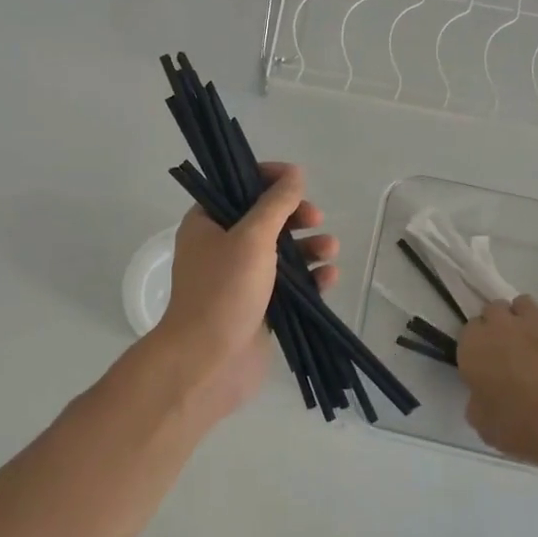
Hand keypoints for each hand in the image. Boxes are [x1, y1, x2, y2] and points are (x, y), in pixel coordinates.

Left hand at [151, 162, 336, 426]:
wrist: (209, 362)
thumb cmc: (224, 290)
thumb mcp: (252, 237)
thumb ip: (276, 204)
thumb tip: (295, 174)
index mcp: (207, 223)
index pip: (237, 186)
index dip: (268, 178)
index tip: (297, 180)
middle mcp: (222, 247)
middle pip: (265, 218)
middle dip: (295, 216)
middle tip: (315, 217)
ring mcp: (241, 279)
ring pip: (281, 253)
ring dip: (309, 247)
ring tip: (330, 249)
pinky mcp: (260, 307)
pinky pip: (290, 285)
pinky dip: (310, 279)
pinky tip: (328, 278)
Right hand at [457, 296, 537, 470]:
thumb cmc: (521, 428)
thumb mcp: (483, 424)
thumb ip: (477, 401)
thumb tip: (483, 394)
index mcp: (473, 347)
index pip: (469, 331)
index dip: (478, 346)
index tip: (487, 363)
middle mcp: (500, 324)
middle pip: (493, 310)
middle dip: (499, 325)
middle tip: (510, 353)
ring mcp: (536, 319)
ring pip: (524, 304)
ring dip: (525, 319)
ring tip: (537, 345)